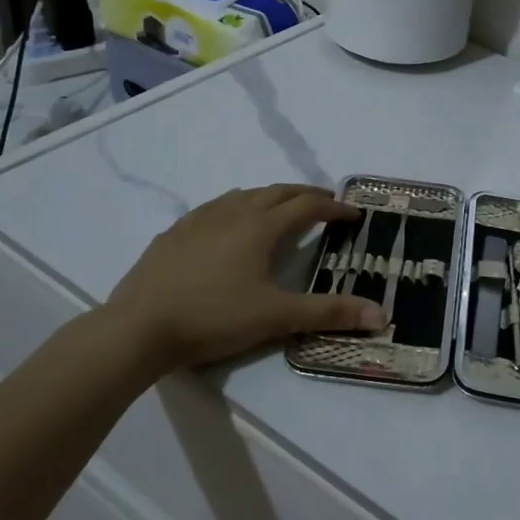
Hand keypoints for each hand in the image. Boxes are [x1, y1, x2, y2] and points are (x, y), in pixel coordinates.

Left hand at [107, 185, 383, 371]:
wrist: (138, 328)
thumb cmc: (213, 318)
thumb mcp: (277, 317)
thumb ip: (329, 313)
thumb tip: (382, 315)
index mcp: (261, 227)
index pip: (307, 206)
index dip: (334, 208)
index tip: (354, 214)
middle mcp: (233, 212)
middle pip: (278, 192)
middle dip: (306, 195)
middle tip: (325, 204)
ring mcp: (200, 219)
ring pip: (244, 195)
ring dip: (270, 197)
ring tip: (281, 209)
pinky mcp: (175, 232)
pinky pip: (215, 208)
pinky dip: (236, 207)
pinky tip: (228, 225)